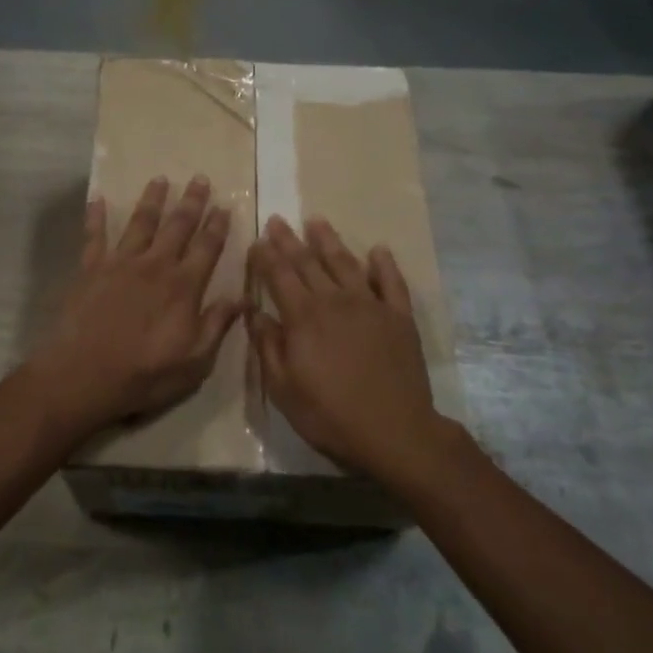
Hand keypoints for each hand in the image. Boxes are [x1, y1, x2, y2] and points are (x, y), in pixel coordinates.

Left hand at [21, 175, 245, 445]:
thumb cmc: (144, 374)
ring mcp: (120, 263)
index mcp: (183, 286)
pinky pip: (94, 236)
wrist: (83, 375)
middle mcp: (155, 265)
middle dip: (191, 202)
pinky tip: (98, 199)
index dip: (218, 226)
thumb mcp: (194, 361)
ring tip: (160, 179)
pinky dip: (96, 216)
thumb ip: (217, 325)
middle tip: (200, 178)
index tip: (225, 205)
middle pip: (177, 226)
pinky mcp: (90, 268)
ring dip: (152, 199)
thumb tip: (242, 297)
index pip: (207, 248)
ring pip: (140, 222)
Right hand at [248, 216, 440, 482]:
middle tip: (278, 219)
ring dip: (329, 241)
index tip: (256, 240)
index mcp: (303, 316)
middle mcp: (335, 300)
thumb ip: (267, 345)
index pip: (279, 275)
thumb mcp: (283, 388)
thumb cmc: (330, 415)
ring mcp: (370, 305)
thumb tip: (253, 311)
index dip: (265, 256)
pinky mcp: (399, 316)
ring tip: (317, 221)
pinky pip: (391, 282)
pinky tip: (378, 250)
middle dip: (289, 240)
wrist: (395, 432)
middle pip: (308, 262)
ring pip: (346, 263)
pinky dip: (384, 264)